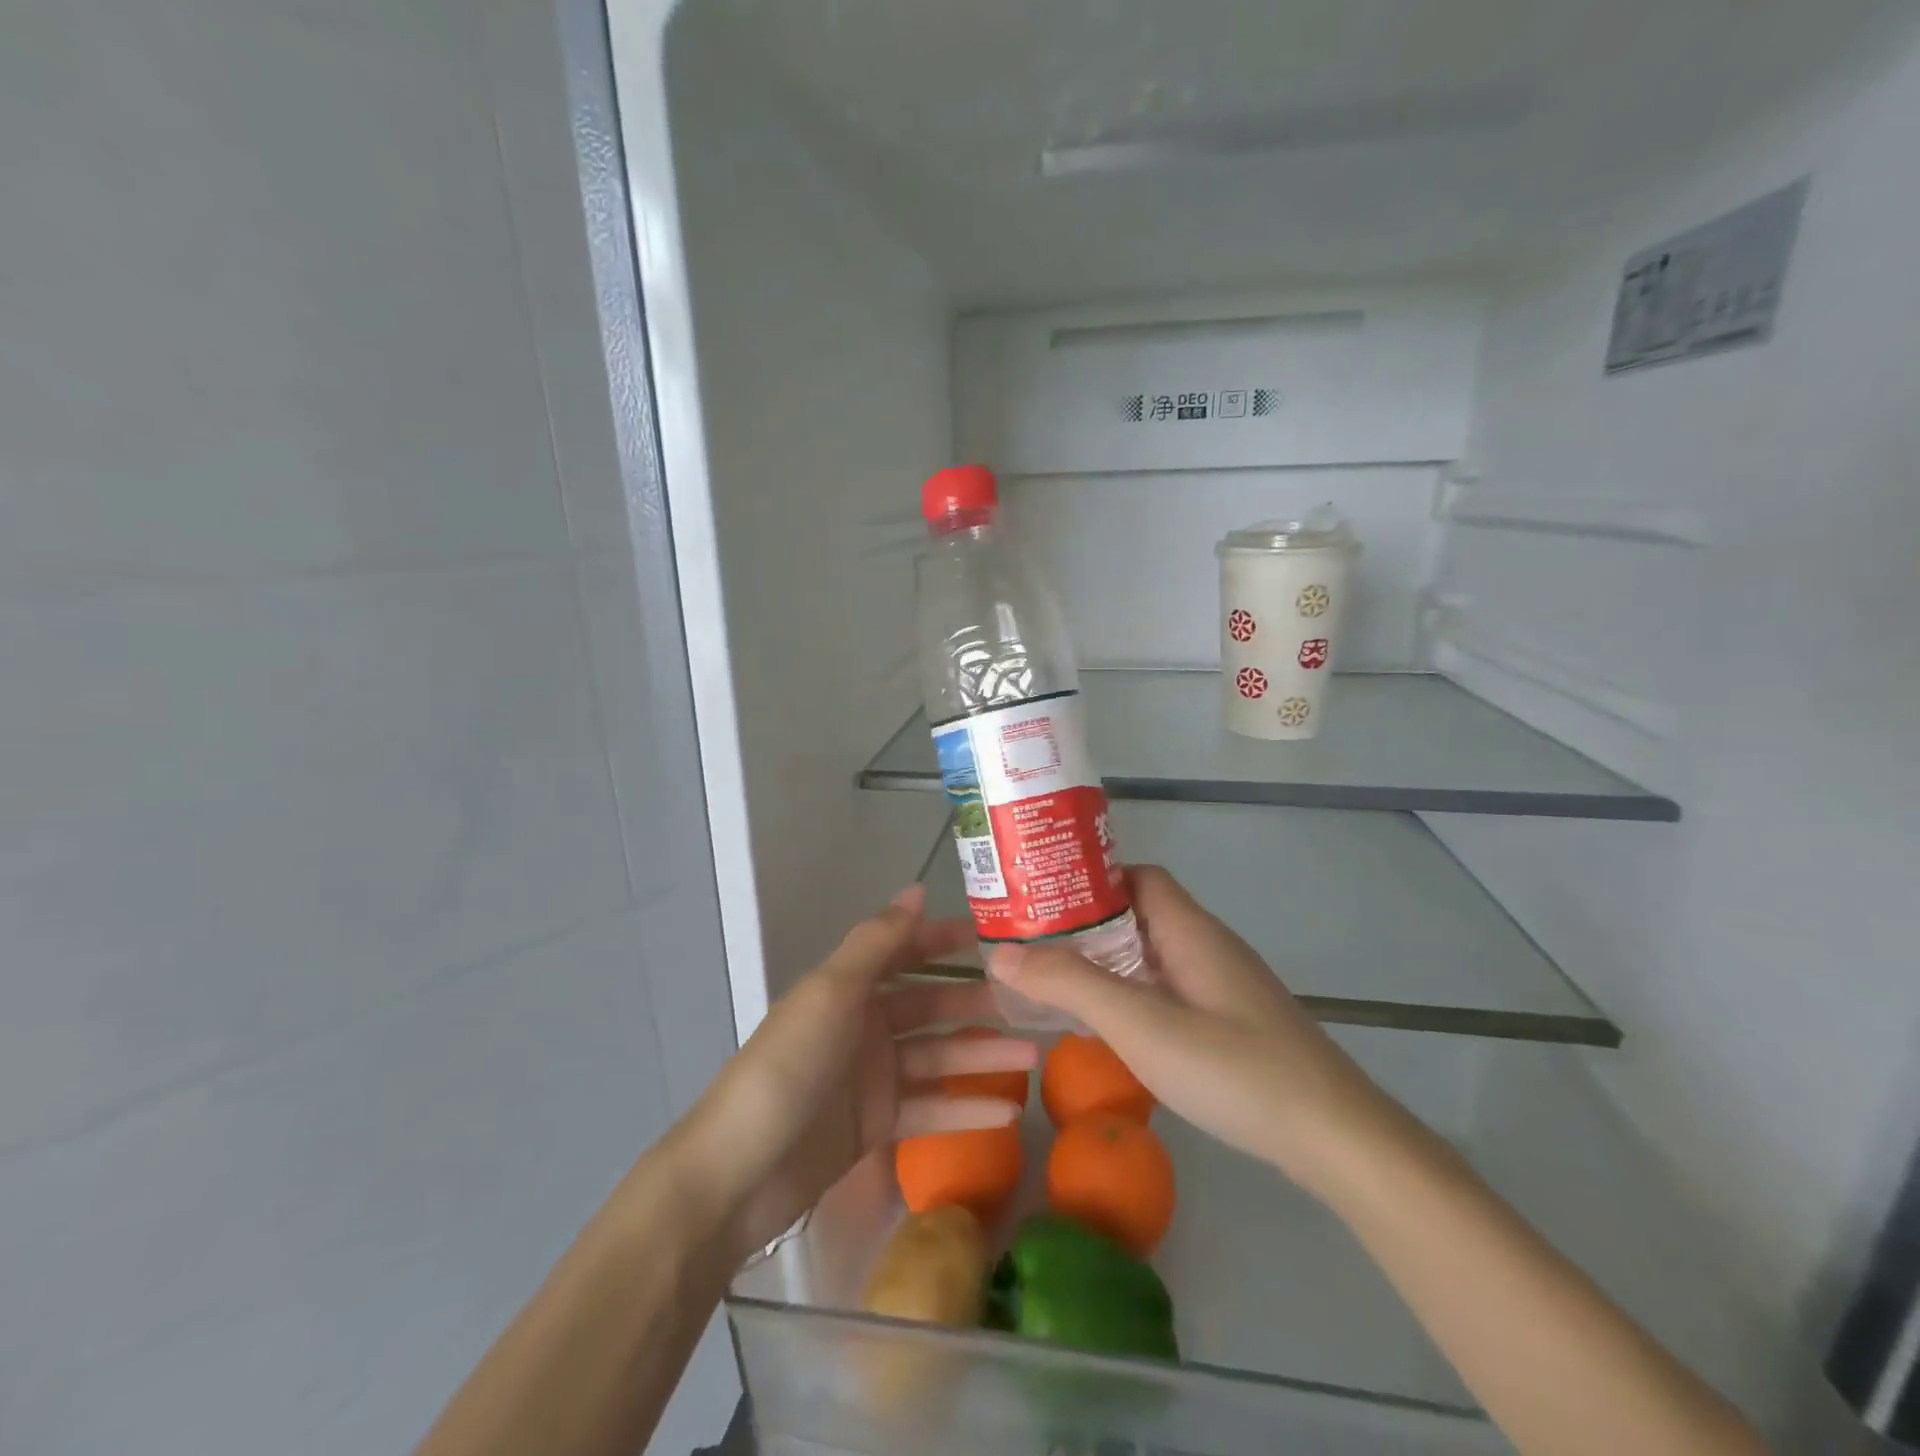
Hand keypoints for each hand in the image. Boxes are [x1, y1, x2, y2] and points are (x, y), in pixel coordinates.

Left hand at [673, 885, 1037, 1264]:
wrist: (738, 1174)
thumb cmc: (788, 1066)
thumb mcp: (832, 993)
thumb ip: (878, 942)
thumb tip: (916, 888)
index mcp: (849, 987)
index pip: (907, 952)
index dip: (947, 941)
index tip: (996, 939)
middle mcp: (864, 1024)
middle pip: (931, 1007)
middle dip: (977, 1005)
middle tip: (1032, 1006)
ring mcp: (871, 1077)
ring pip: (938, 1058)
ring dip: (982, 1057)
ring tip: (1034, 1058)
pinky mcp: (876, 1126)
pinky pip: (929, 1109)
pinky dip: (965, 1110)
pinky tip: (1008, 1114)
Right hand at [989, 866, 1391, 1195]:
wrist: (1335, 1139)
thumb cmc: (1233, 1068)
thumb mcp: (1140, 1024)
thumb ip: (1070, 985)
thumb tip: (1001, 952)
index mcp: (1190, 929)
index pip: (1136, 876)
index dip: (1089, 880)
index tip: (1042, 899)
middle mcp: (1208, 945)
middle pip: (1141, 912)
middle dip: (1087, 923)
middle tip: (1034, 944)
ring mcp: (1224, 985)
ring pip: (1154, 953)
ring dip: (1108, 960)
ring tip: (1057, 980)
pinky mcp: (1232, 1020)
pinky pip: (1169, 987)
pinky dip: (1133, 992)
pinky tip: (1113, 1025)